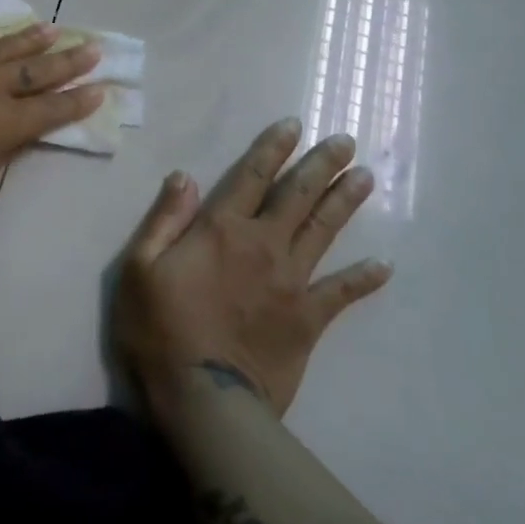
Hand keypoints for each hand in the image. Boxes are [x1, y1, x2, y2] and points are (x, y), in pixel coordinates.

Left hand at [0, 25, 104, 220]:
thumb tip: (7, 136)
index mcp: (2, 124)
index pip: (52, 110)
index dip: (78, 102)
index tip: (101, 89)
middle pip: (37, 70)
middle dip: (69, 61)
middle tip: (93, 47)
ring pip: (3, 47)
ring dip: (31, 39)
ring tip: (53, 29)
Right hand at [112, 118, 391, 419]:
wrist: (203, 398)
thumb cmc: (161, 328)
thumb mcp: (140, 266)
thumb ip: (164, 218)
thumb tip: (185, 176)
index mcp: (221, 228)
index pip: (252, 175)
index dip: (273, 148)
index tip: (294, 125)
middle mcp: (263, 244)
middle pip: (297, 195)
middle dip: (322, 164)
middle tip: (346, 141)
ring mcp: (291, 280)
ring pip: (323, 230)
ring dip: (345, 201)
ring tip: (366, 177)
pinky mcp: (308, 319)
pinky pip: (341, 293)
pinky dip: (363, 278)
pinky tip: (384, 265)